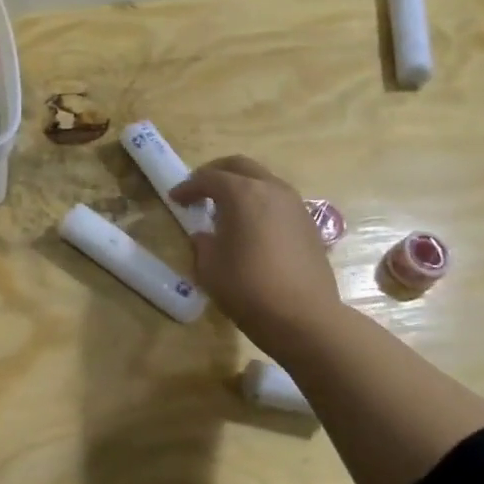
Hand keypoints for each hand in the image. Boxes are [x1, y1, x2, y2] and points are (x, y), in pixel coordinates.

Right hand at [169, 156, 342, 359]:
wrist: (304, 317)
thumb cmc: (248, 289)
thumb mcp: (210, 268)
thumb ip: (203, 244)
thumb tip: (206, 236)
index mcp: (243, 194)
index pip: (209, 178)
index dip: (188, 187)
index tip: (175, 198)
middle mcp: (271, 189)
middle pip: (240, 166)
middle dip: (216, 173)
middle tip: (199, 190)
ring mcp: (295, 204)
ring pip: (263, 180)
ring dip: (242, 186)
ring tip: (225, 208)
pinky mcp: (308, 224)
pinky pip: (278, 200)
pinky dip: (260, 202)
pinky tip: (251, 226)